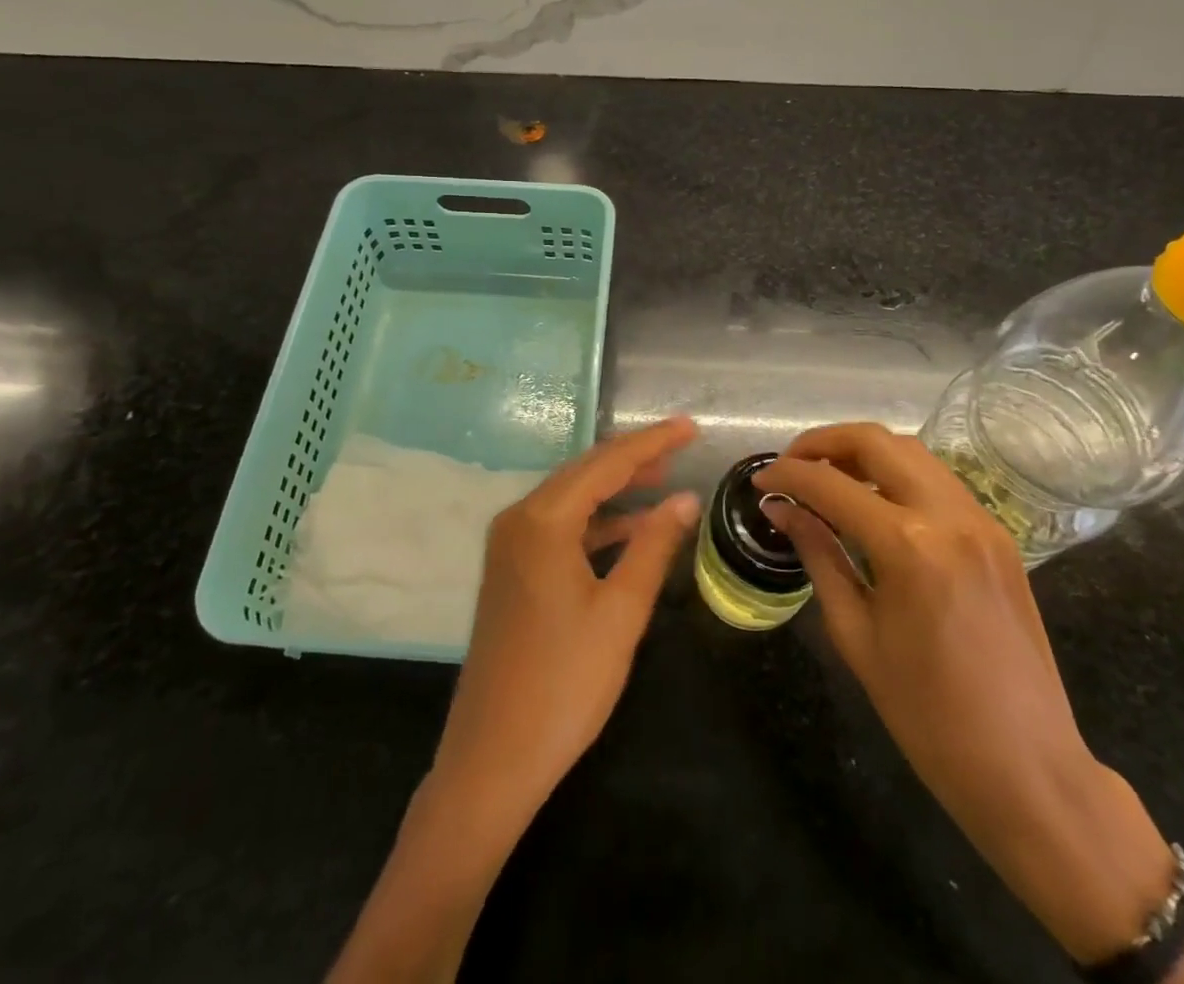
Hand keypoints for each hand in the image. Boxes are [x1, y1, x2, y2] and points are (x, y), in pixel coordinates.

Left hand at [430, 416, 700, 826]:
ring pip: (571, 497)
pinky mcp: (511, 569)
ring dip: (616, 488)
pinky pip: (560, 526)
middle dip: (634, 458)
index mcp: (543, 520)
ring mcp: (510, 544)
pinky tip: (630, 529)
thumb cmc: (564, 684)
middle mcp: (519, 519)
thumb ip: (654, 546)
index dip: (651, 442)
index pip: (606, 464)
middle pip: (584, 472)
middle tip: (681, 447)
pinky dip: (597, 522)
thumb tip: (685, 498)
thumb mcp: (621, 612)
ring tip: (663, 479)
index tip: (689, 426)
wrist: (493, 757)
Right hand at [757, 424, 1181, 964]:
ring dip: (863, 452)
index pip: (831, 485)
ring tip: (826, 476)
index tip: (760, 482)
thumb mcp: (856, 634)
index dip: (787, 476)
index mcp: (909, 546)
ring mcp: (982, 520)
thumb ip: (819, 555)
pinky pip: (938, 480)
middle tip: (791, 465)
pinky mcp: (999, 535)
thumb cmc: (927, 715)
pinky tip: (873, 501)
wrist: (1028, 768)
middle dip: (824, 442)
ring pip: (912, 452)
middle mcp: (949, 515)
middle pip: (876, 441)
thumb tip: (781, 510)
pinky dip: (897, 474)